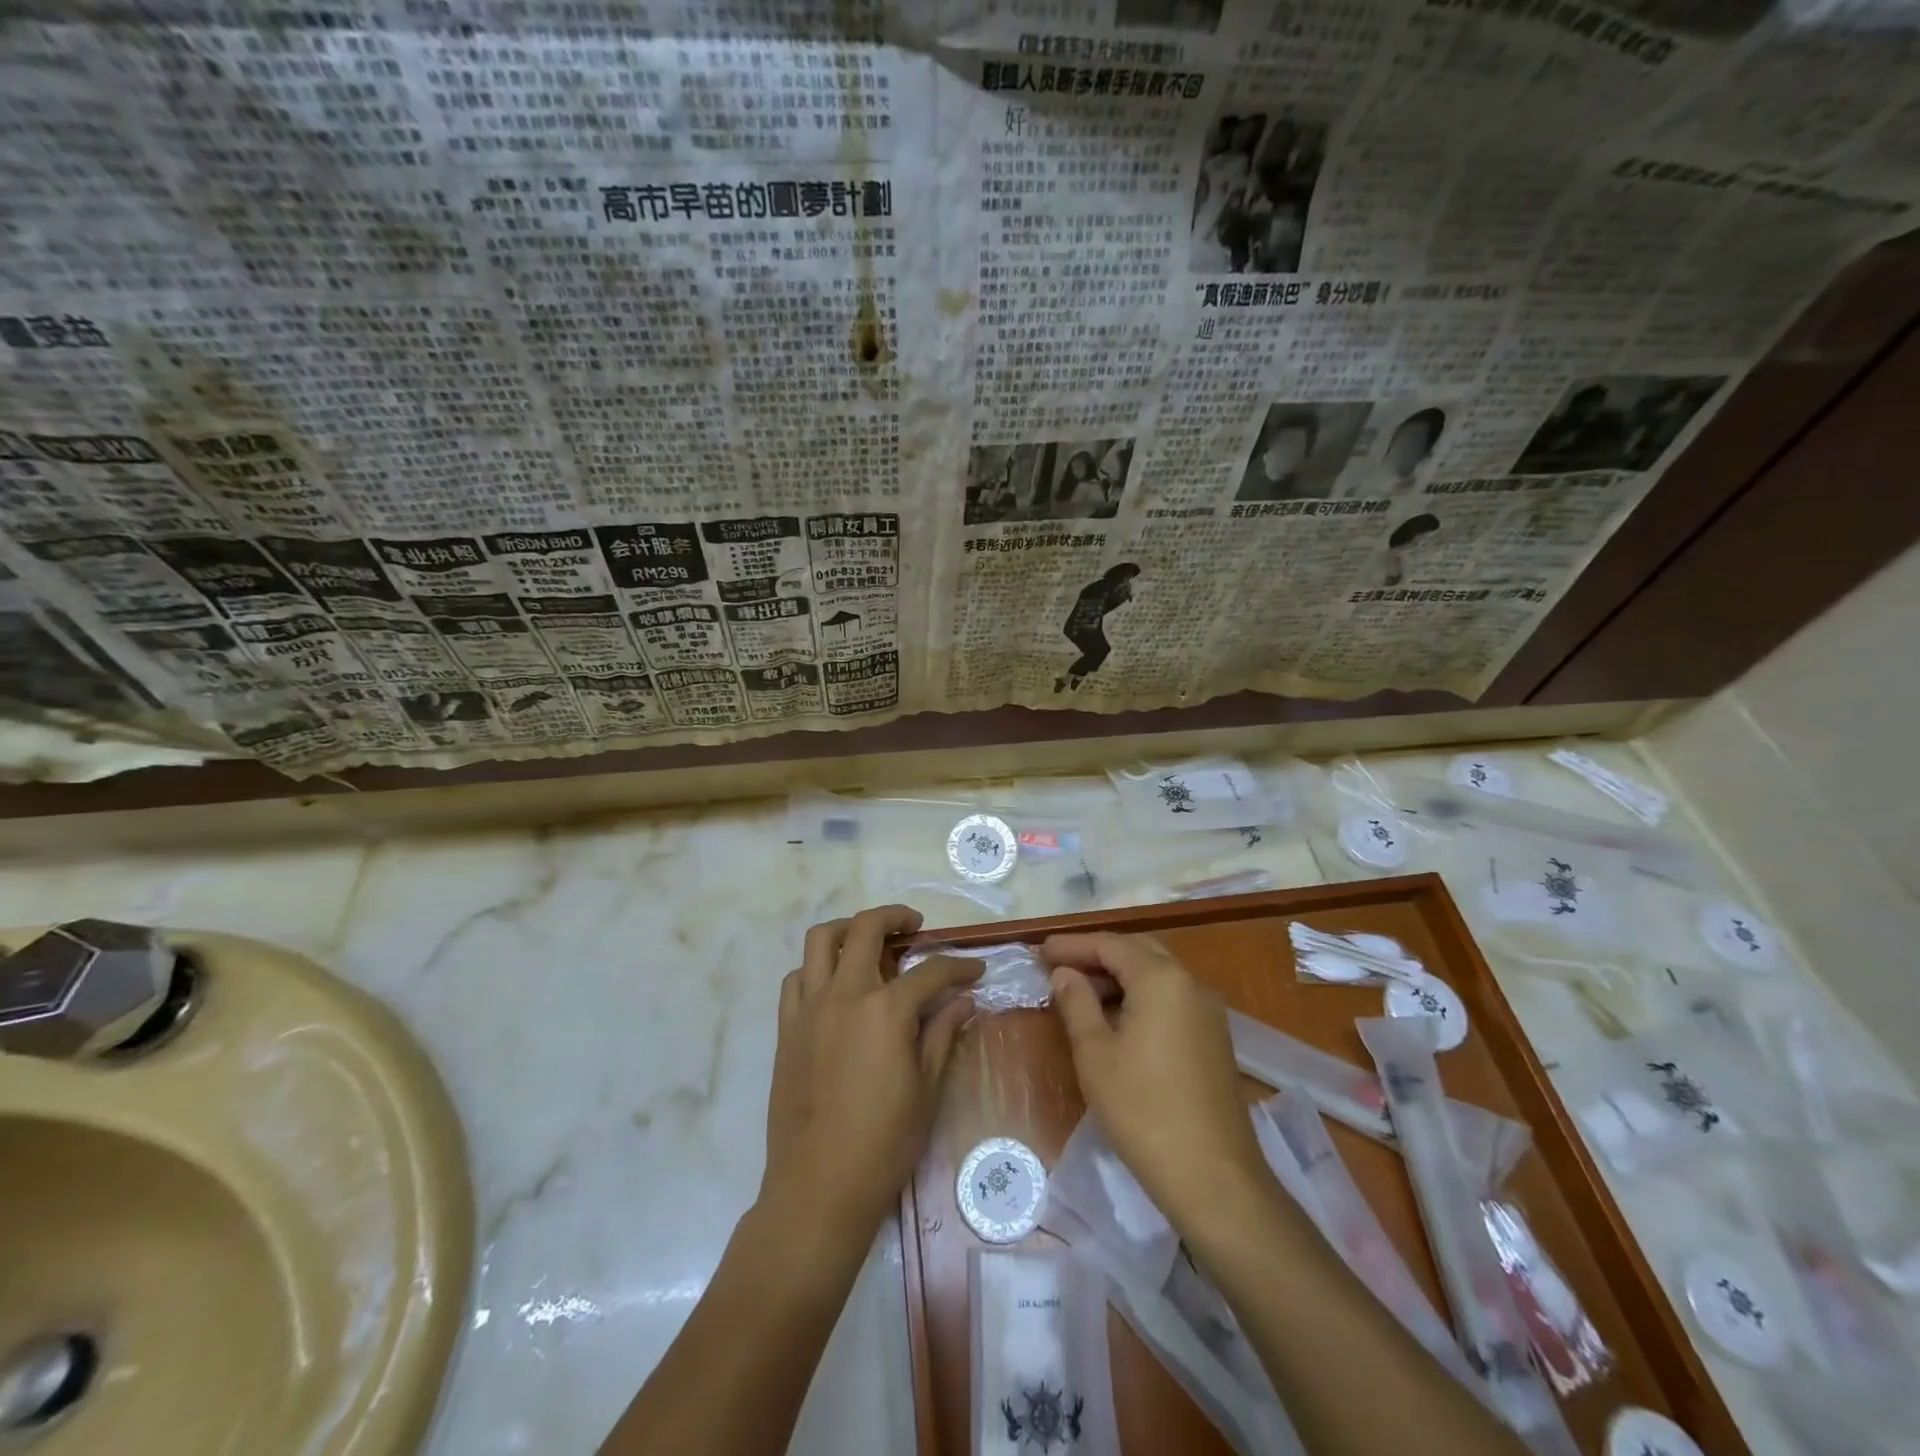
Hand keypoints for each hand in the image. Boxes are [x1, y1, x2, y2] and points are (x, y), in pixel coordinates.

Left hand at [760, 905, 980, 1239]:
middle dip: (895, 917)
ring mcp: (809, 1007)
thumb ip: (944, 1034)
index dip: (958, 967)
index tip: (976, 970)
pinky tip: (835, 984)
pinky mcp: (786, 1027)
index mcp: (885, 1010)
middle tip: (915, 926)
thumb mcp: (926, 1089)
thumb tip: (964, 1001)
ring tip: (868, 940)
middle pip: (866, 929)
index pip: (930, 972)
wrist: (818, 1187)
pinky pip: (796, 978)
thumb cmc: (883, 1143)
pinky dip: (817, 967)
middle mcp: (844, 994)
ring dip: (848, 929)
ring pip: (821, 940)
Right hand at [1044, 931, 1267, 1227]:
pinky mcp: (1213, 1037)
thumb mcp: (1095, 1053)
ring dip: (1118, 975)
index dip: (1073, 945)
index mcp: (1161, 978)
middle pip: (1137, 952)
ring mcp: (1207, 1011)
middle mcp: (1190, 983)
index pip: (1110, 945)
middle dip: (1096, 955)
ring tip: (1079, 991)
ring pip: (1156, 974)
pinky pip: (1170, 998)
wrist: (1212, 1176)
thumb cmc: (1143, 1109)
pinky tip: (1114, 1017)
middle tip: (1058, 966)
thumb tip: (1064, 973)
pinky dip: (1139, 995)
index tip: (1040, 951)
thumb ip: (1076, 1003)